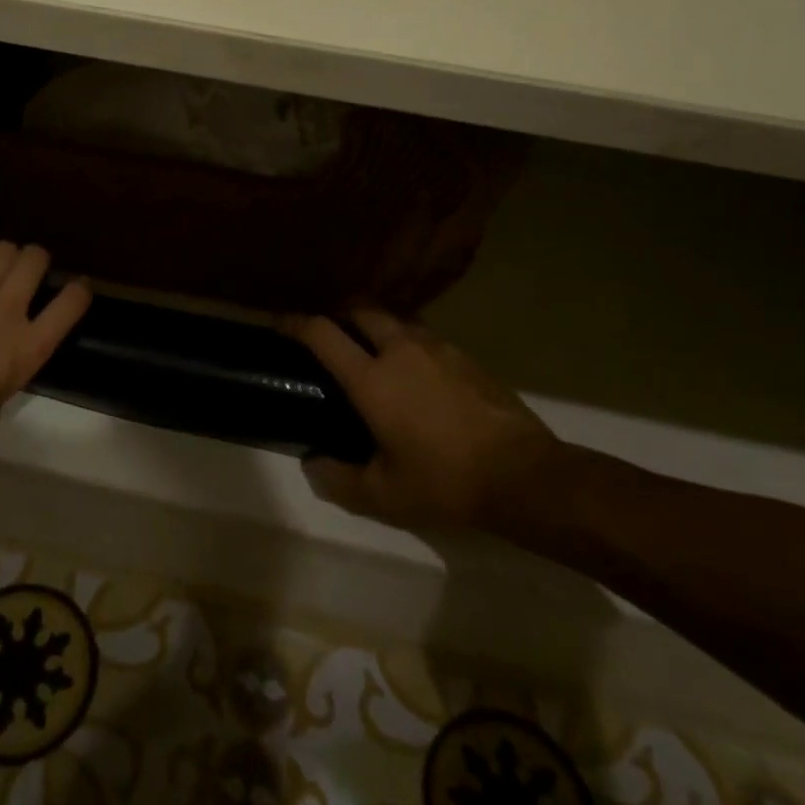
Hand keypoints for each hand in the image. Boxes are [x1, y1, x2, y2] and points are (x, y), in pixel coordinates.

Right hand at [288, 309, 569, 533]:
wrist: (525, 476)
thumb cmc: (445, 483)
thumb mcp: (384, 496)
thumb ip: (339, 479)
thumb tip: (314, 463)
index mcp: (372, 379)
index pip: (323, 333)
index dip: (295, 323)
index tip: (279, 323)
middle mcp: (400, 350)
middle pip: (361, 308)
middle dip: (338, 312)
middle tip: (329, 332)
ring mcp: (438, 348)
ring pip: (396, 318)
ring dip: (375, 324)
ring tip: (370, 348)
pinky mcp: (466, 356)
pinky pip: (425, 335)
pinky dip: (407, 340)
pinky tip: (414, 369)